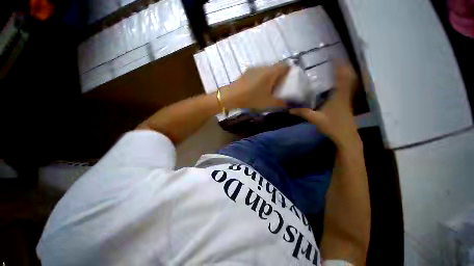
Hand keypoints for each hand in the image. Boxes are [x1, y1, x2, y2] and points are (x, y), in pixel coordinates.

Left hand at [222, 63, 288, 109]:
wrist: (231, 96)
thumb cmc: (251, 99)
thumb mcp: (268, 103)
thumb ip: (281, 103)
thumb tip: (289, 104)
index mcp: (270, 72)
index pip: (285, 65)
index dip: (289, 71)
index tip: (290, 80)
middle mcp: (263, 67)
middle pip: (275, 67)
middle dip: (279, 75)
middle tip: (280, 86)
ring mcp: (254, 68)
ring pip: (266, 70)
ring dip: (270, 77)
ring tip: (269, 88)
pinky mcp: (247, 72)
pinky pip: (258, 72)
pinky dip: (262, 78)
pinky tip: (258, 87)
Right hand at [290, 64, 360, 148]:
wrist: (346, 136)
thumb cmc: (332, 126)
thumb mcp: (315, 119)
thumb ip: (303, 113)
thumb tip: (289, 109)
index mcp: (338, 96)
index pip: (342, 77)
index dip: (339, 66)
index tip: (334, 56)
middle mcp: (344, 94)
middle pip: (348, 76)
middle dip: (343, 66)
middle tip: (335, 59)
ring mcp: (346, 99)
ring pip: (349, 82)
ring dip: (345, 73)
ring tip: (336, 67)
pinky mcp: (346, 103)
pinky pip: (347, 88)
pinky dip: (344, 81)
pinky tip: (337, 83)